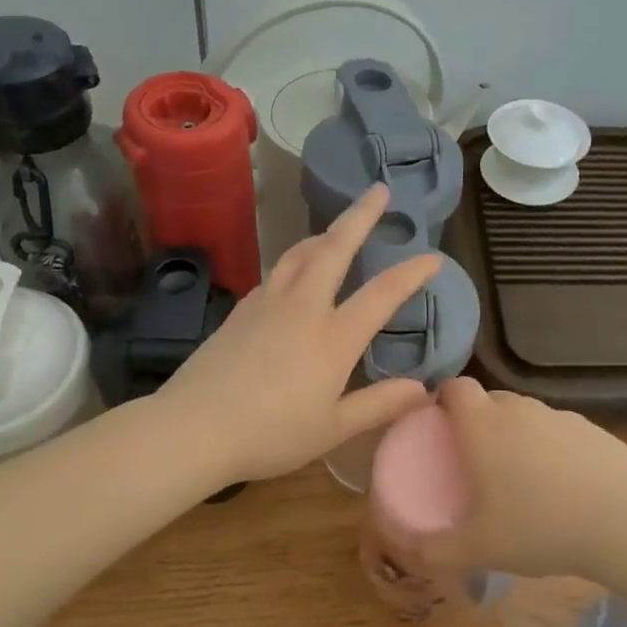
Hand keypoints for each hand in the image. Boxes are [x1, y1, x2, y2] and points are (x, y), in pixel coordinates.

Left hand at [157, 185, 440, 483]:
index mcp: (332, 337)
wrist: (193, 428)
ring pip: (300, 253)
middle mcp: (302, 308)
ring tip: (337, 228)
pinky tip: (295, 273)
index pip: (382, 294)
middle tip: (379, 190)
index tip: (433, 257)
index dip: (411, 273)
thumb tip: (423, 388)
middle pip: (334, 248)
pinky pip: (276, 273)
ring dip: (324, 233)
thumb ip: (379, 405)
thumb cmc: (270, 435)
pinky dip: (295, 260)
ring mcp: (266, 304)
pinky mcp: (240, 311)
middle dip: (360, 216)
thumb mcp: (333, 429)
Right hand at [417, 378, 626, 578]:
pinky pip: (558, 431)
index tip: (438, 427)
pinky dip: (550, 447)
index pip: (455, 387)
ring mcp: (561, 416)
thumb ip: (434, 548)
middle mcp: (520, 410)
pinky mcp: (594, 430)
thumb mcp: (479, 547)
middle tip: (474, 461)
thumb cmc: (540, 528)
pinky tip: (561, 485)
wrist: (626, 524)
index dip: (442, 399)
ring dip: (515, 434)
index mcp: (484, 426)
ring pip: (526, 415)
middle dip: (476, 421)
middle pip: (490, 400)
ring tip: (519, 477)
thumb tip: (405, 547)